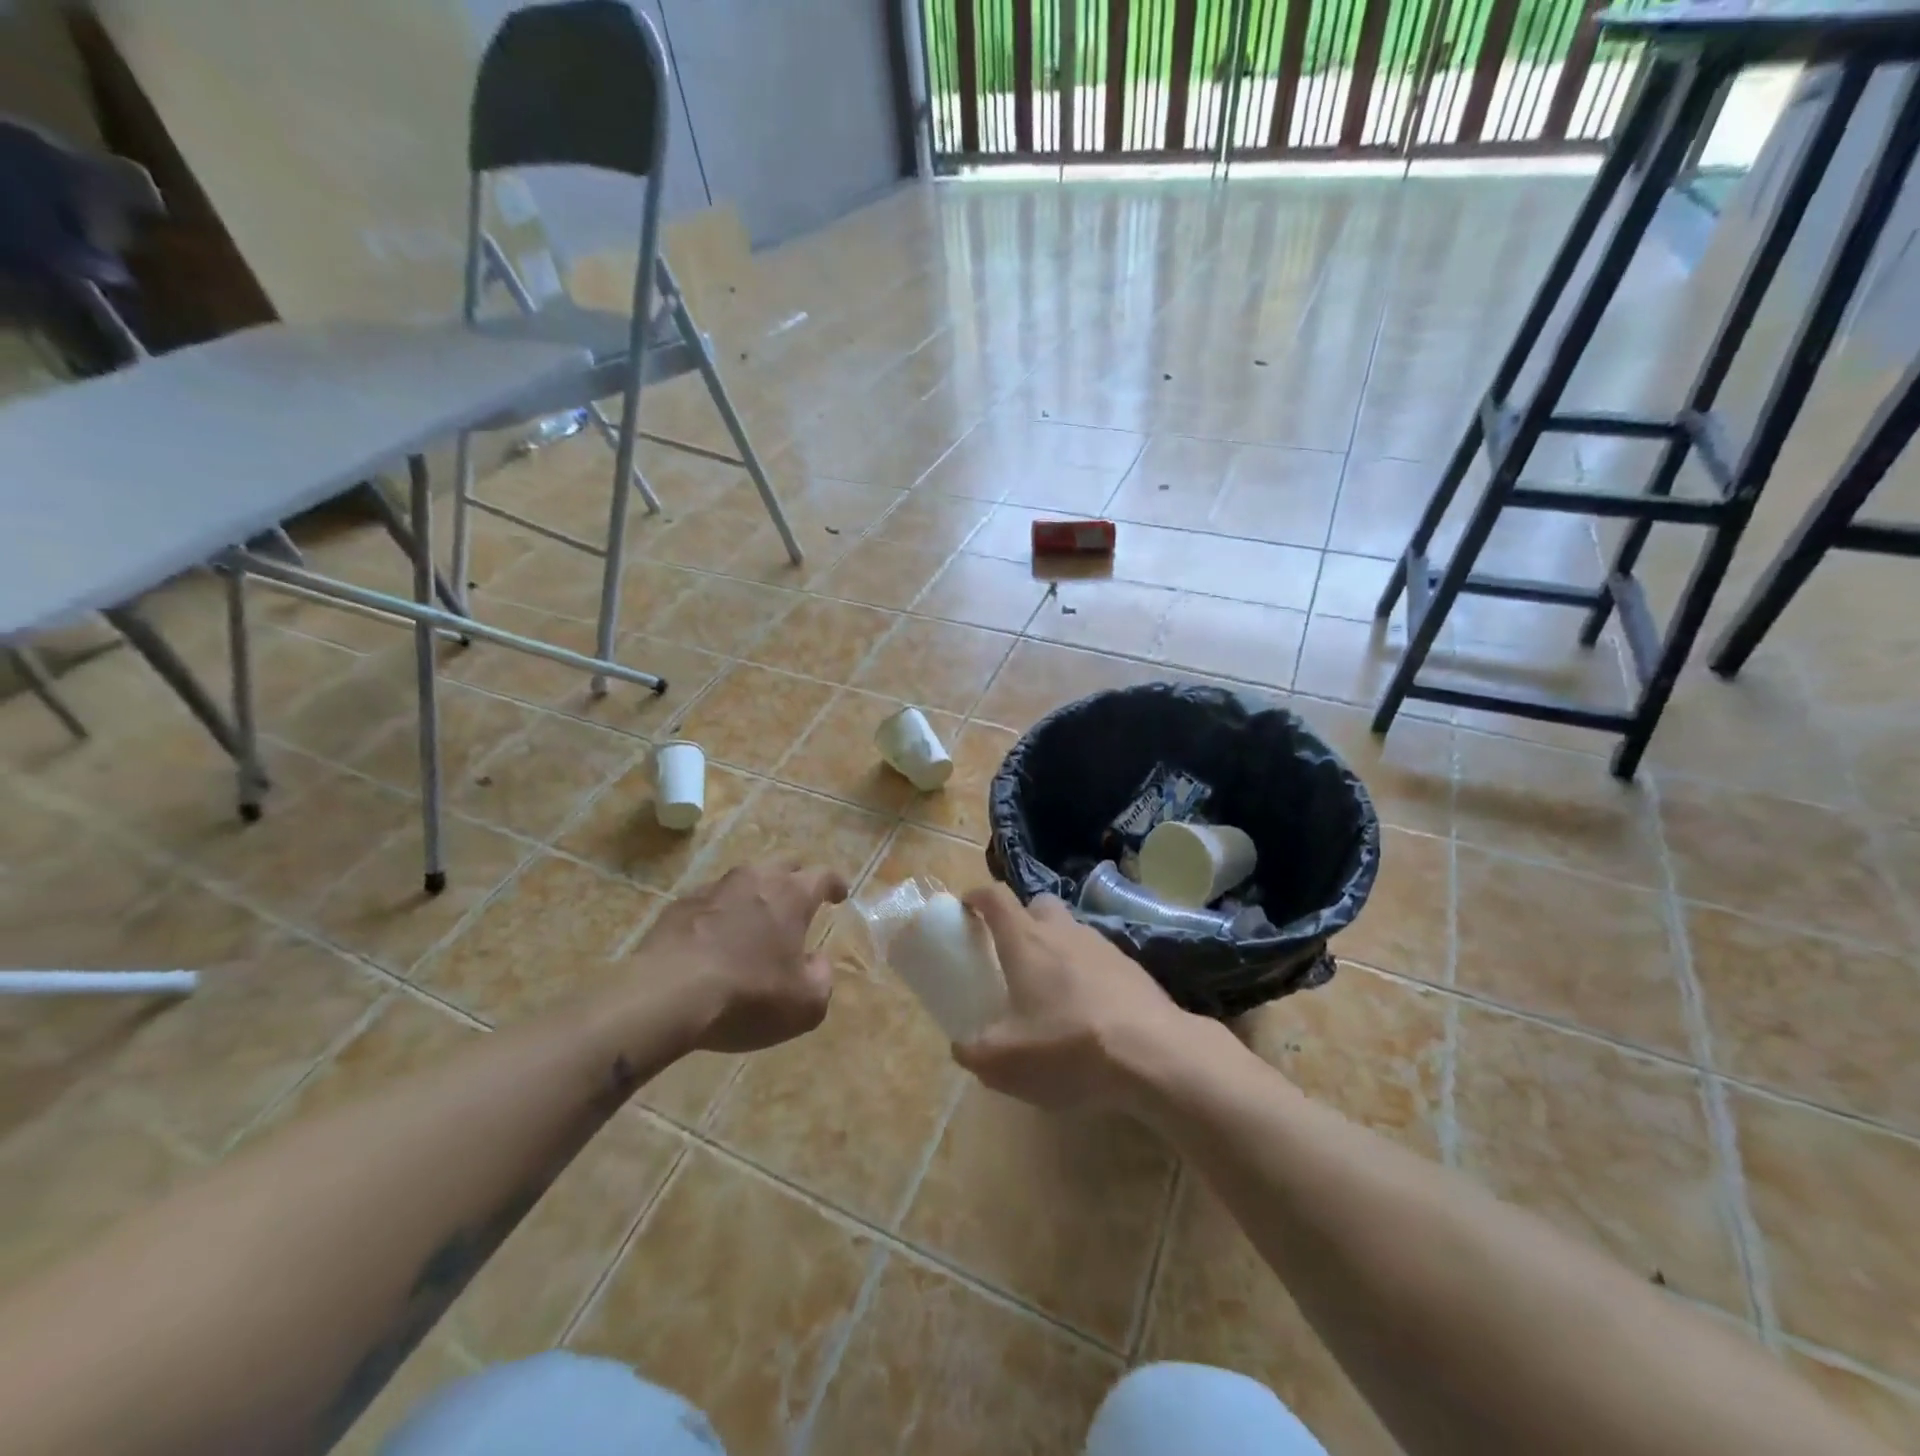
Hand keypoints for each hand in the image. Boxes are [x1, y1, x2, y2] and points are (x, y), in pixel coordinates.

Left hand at [640, 862, 848, 1053]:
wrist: (666, 996)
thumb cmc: (747, 996)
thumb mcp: (805, 1004)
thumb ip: (822, 978)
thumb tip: (817, 962)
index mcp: (792, 895)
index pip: (823, 875)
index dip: (835, 884)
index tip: (840, 894)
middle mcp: (755, 880)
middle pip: (783, 865)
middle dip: (795, 879)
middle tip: (799, 900)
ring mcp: (714, 889)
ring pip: (744, 880)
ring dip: (755, 894)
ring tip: (755, 919)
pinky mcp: (679, 905)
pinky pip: (710, 901)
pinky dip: (719, 912)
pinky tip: (714, 937)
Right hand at [954, 885, 1215, 1111]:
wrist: (1154, 1055)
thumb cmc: (1068, 1047)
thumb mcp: (1005, 1062)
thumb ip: (974, 1052)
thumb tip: (963, 1046)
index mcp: (1026, 941)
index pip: (996, 898)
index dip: (978, 897)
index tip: (967, 908)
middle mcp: (1064, 932)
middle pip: (1039, 905)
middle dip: (1022, 918)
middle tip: (1013, 954)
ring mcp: (1103, 947)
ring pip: (1072, 931)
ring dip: (1057, 948)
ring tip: (1052, 990)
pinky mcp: (1133, 968)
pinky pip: (1099, 959)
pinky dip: (1087, 973)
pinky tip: (1089, 1011)